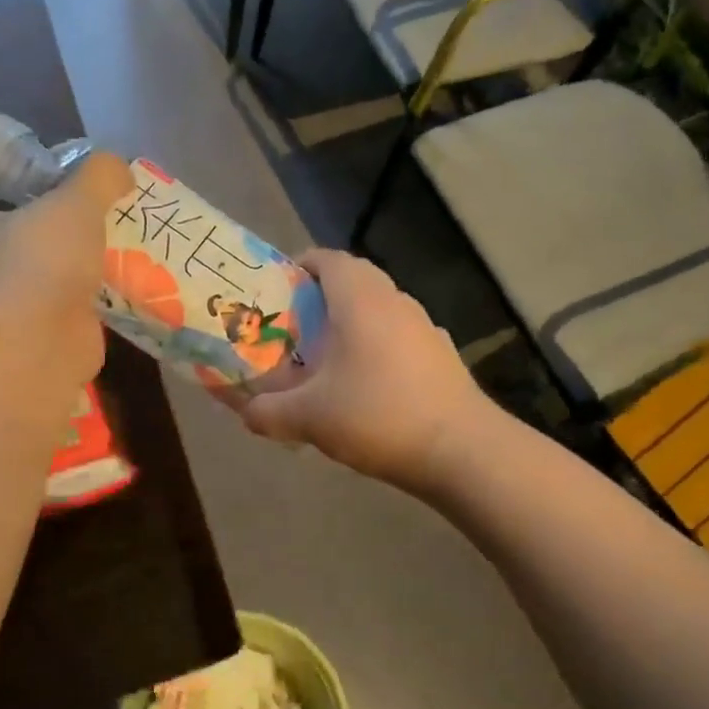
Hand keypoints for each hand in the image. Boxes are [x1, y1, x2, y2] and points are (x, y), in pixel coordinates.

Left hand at [0, 151, 133, 386]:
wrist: (41, 340)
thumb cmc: (44, 261)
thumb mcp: (77, 202)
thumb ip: (99, 178)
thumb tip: (121, 167)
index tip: (24, 215)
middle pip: (9, 263)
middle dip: (38, 257)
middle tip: (83, 242)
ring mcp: (14, 319)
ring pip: (40, 297)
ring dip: (66, 290)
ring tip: (110, 272)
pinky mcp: (44, 347)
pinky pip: (68, 327)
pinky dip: (87, 321)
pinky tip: (116, 309)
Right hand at [239, 250, 492, 490]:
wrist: (461, 450)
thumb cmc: (378, 416)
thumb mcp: (309, 418)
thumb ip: (268, 412)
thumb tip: (246, 412)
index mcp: (361, 299)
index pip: (328, 259)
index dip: (299, 266)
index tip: (277, 290)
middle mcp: (396, 301)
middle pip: (354, 282)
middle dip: (321, 298)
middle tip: (294, 328)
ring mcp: (426, 327)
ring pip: (380, 311)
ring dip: (352, 325)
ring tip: (327, 359)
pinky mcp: (443, 356)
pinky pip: (400, 339)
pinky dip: (378, 350)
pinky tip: (368, 386)